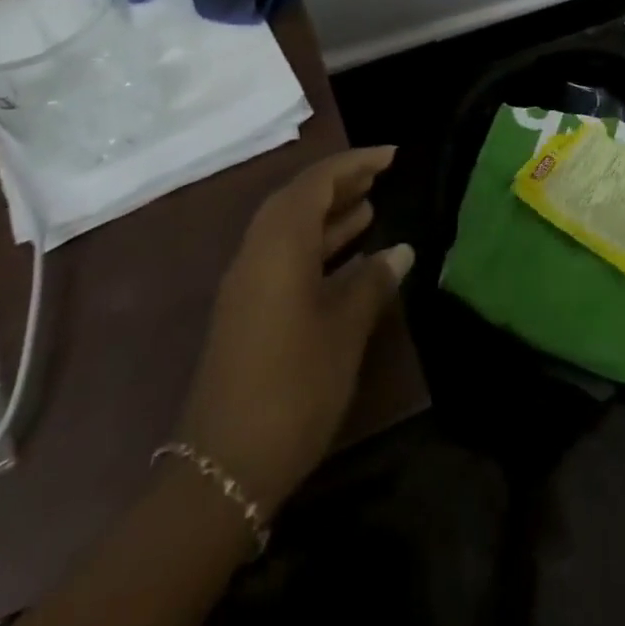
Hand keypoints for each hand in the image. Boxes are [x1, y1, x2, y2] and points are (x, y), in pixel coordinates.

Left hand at [174, 147, 413, 513]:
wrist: (222, 469)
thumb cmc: (294, 387)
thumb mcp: (345, 330)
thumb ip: (373, 282)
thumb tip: (401, 250)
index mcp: (278, 245)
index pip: (317, 182)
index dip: (355, 163)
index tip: (392, 156)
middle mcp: (257, 253)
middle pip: (299, 199)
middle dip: (340, 183)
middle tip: (381, 176)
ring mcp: (248, 284)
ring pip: (291, 229)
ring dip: (329, 214)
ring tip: (370, 205)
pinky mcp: (247, 312)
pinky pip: (285, 257)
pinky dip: (317, 246)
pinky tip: (350, 259)